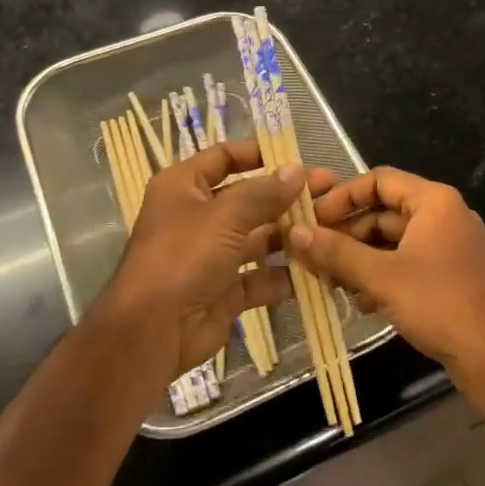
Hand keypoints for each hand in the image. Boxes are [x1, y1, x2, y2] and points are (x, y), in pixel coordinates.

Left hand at [91, 140, 334, 378]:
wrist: (152, 331)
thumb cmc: (183, 257)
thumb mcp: (224, 216)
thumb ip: (264, 193)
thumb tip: (297, 171)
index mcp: (183, 187)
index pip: (223, 157)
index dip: (258, 154)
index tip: (297, 157)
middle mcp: (197, 216)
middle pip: (248, 198)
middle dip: (287, 196)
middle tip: (329, 191)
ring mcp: (211, 255)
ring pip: (257, 238)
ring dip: (291, 234)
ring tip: (332, 227)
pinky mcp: (224, 289)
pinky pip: (260, 276)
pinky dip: (284, 274)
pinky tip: (317, 267)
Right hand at [288, 167, 484, 437]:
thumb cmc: (441, 305)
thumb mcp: (382, 277)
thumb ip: (336, 252)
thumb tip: (294, 233)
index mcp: (434, 202)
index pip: (378, 180)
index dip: (342, 197)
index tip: (312, 220)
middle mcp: (444, 216)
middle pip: (384, 212)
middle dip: (347, 234)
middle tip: (313, 256)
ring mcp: (449, 248)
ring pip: (393, 242)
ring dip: (360, 259)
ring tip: (330, 282)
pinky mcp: (450, 277)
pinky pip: (407, 264)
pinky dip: (381, 276)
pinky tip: (359, 302)